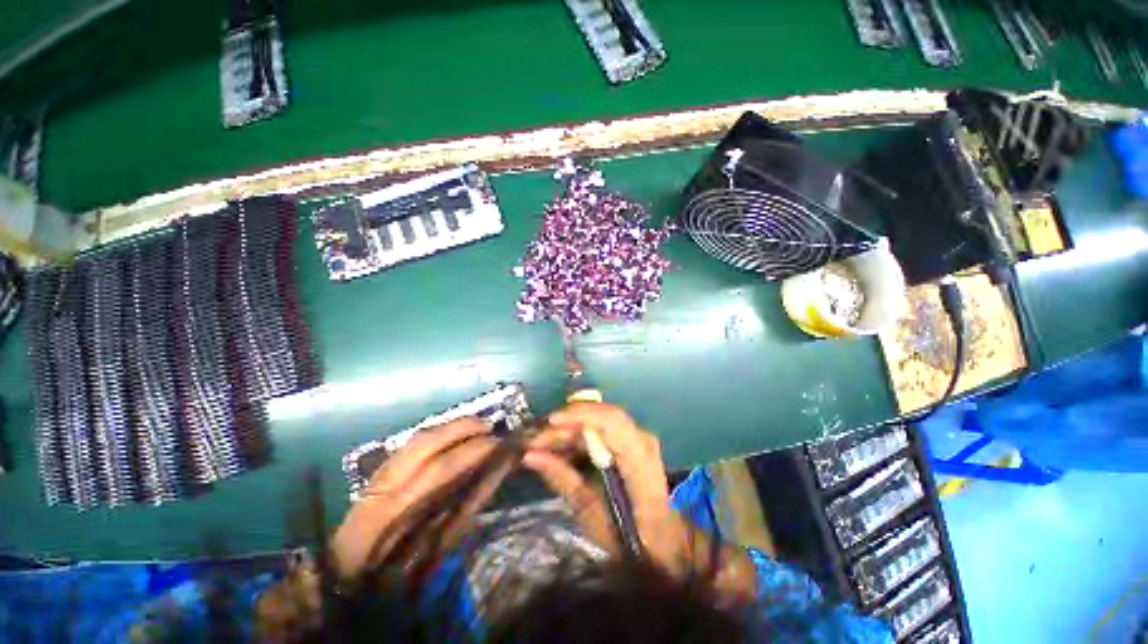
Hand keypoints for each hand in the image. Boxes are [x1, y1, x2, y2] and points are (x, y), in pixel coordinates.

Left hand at [330, 417, 514, 582]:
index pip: (440, 468)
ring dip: (451, 426)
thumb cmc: (394, 571)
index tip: (497, 444)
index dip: (471, 451)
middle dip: (463, 428)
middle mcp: (385, 484)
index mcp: (397, 510)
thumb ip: (461, 512)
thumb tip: (490, 478)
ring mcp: (379, 474)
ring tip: (476, 424)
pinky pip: (412, 442)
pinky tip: (452, 432)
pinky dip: (437, 432)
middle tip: (489, 426)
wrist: (347, 570)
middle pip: (427, 443)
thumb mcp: (432, 549)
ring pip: (418, 437)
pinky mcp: (379, 469)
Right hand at [525, 402, 757, 598]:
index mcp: (639, 461)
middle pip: (599, 417)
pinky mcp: (630, 440)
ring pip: (596, 421)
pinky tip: (558, 450)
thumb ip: (564, 481)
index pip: (612, 421)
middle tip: (533, 442)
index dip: (580, 414)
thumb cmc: (633, 540)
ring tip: (540, 447)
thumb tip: (530, 456)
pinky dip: (577, 437)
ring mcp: (637, 437)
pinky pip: (599, 430)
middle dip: (564, 426)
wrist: (667, 542)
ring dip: (568, 431)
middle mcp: (641, 439)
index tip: (549, 422)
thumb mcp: (592, 517)